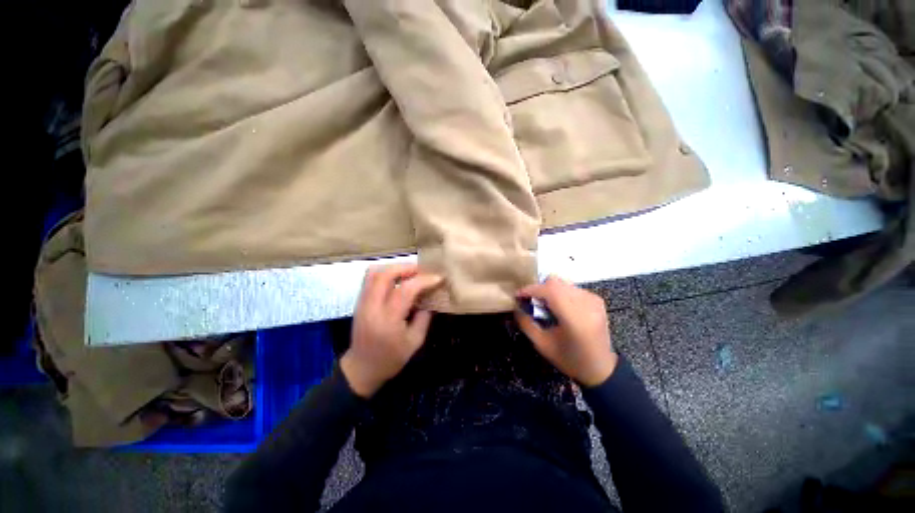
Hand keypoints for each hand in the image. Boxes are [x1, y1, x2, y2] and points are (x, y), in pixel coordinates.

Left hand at [341, 264, 442, 397]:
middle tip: (422, 271)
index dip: (423, 280)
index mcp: (388, 320)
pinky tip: (397, 279)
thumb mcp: (415, 341)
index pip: (405, 290)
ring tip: (410, 273)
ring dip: (394, 268)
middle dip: (406, 267)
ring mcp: (362, 302)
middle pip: (385, 274)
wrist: (362, 368)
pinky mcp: (359, 301)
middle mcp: (372, 307)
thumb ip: (424, 317)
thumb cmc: (391, 359)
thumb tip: (431, 297)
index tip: (438, 277)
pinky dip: (385, 273)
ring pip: (374, 272)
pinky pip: (370, 278)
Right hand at [514, 276, 617, 386]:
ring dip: (549, 290)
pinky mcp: (597, 299)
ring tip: (544, 304)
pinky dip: (560, 292)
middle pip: (556, 282)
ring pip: (563, 282)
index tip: (518, 295)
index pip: (550, 291)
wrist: (601, 368)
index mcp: (575, 319)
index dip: (531, 289)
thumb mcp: (542, 345)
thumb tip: (516, 307)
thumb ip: (526, 324)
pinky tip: (558, 306)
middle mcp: (587, 304)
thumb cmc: (570, 359)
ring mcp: (594, 300)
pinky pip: (571, 287)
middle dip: (538, 288)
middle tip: (530, 300)